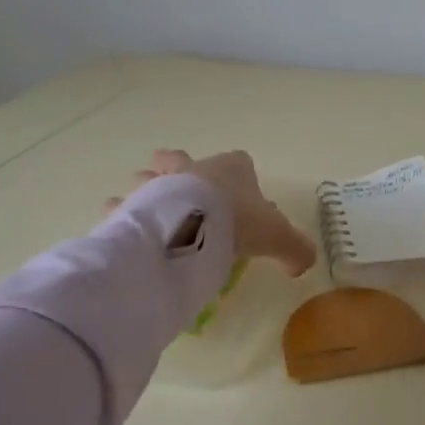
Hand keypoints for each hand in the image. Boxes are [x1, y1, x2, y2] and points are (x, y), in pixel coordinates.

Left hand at [106, 149, 317, 276]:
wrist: (191, 227)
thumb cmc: (239, 221)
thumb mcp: (278, 237)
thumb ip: (295, 250)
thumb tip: (301, 265)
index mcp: (231, 169)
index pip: (239, 161)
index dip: (239, 175)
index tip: (240, 197)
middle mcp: (193, 168)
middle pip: (180, 159)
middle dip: (179, 170)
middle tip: (184, 195)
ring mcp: (159, 183)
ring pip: (148, 177)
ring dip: (148, 191)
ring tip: (154, 215)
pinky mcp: (134, 204)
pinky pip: (123, 206)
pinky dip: (124, 216)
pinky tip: (129, 231)